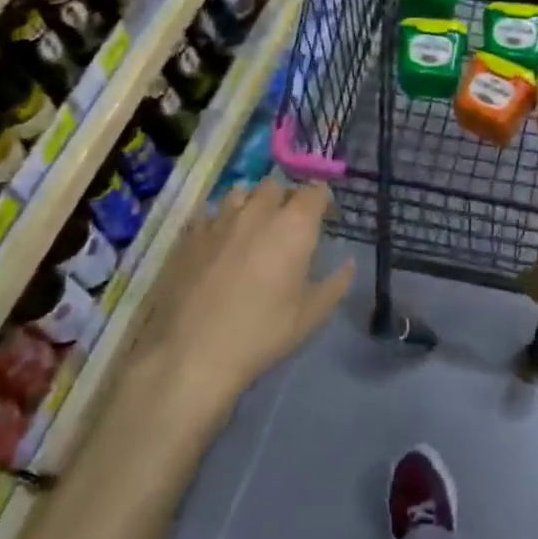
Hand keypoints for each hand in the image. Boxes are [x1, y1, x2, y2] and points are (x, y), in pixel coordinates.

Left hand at [134, 179, 352, 415]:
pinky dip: (220, 223)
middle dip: (285, 199)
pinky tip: (218, 246)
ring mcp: (219, 220)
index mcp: (293, 226)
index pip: (314, 192)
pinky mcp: (189, 235)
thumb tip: (348, 264)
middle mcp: (257, 212)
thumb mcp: (310, 316)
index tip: (325, 217)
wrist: (191, 352)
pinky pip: (209, 215)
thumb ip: (335, 284)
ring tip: (251, 229)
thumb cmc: (261, 333)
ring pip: (240, 194)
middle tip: (287, 225)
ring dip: (251, 205)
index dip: (321, 201)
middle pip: (275, 186)